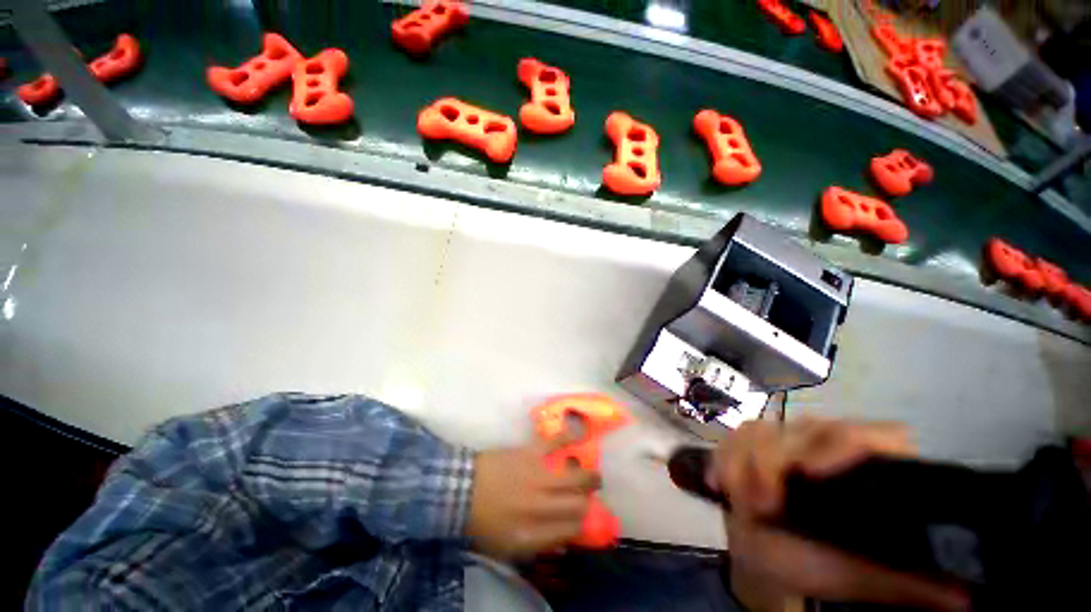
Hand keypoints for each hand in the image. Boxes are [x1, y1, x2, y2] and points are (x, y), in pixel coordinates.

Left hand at [466, 431, 599, 559]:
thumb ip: (537, 545)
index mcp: (532, 534)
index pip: (571, 531)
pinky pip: (555, 443)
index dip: (582, 524)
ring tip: (593, 476)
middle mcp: (540, 507)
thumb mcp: (506, 547)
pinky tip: (580, 435)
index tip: (583, 518)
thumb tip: (564, 541)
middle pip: (578, 505)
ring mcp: (537, 478)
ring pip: (575, 478)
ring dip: (589, 477)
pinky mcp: (531, 453)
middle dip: (588, 501)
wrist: (460, 489)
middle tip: (589, 496)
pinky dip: (569, 437)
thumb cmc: (482, 522)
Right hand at [708, 418, 969, 611]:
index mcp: (869, 468)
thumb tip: (967, 596)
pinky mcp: (749, 443)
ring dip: (744, 463)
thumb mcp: (863, 577)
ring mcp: (785, 440)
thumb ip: (908, 582)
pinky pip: (732, 437)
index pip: (878, 435)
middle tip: (764, 504)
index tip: (809, 472)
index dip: (848, 444)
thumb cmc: (820, 567)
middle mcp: (828, 445)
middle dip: (774, 462)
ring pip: (762, 430)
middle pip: (805, 429)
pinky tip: (721, 484)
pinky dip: (723, 459)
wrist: (767, 558)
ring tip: (742, 501)